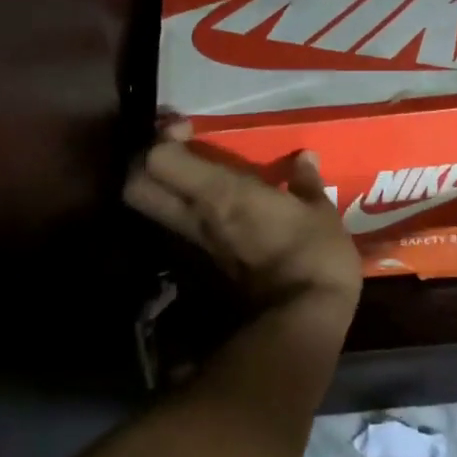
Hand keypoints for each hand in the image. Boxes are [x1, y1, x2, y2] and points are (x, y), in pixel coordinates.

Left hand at [124, 121, 363, 317]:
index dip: (164, 139)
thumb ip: (306, 183)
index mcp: (220, 192)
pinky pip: (180, 235)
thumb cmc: (313, 257)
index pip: (158, 159)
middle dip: (147, 165)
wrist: (301, 325)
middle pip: (136, 187)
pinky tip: (214, 214)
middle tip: (178, 154)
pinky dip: (184, 219)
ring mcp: (194, 248)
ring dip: (164, 192)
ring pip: (153, 213)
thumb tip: (305, 158)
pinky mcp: (202, 272)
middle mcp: (195, 217)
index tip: (188, 130)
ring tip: (195, 180)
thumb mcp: (320, 213)